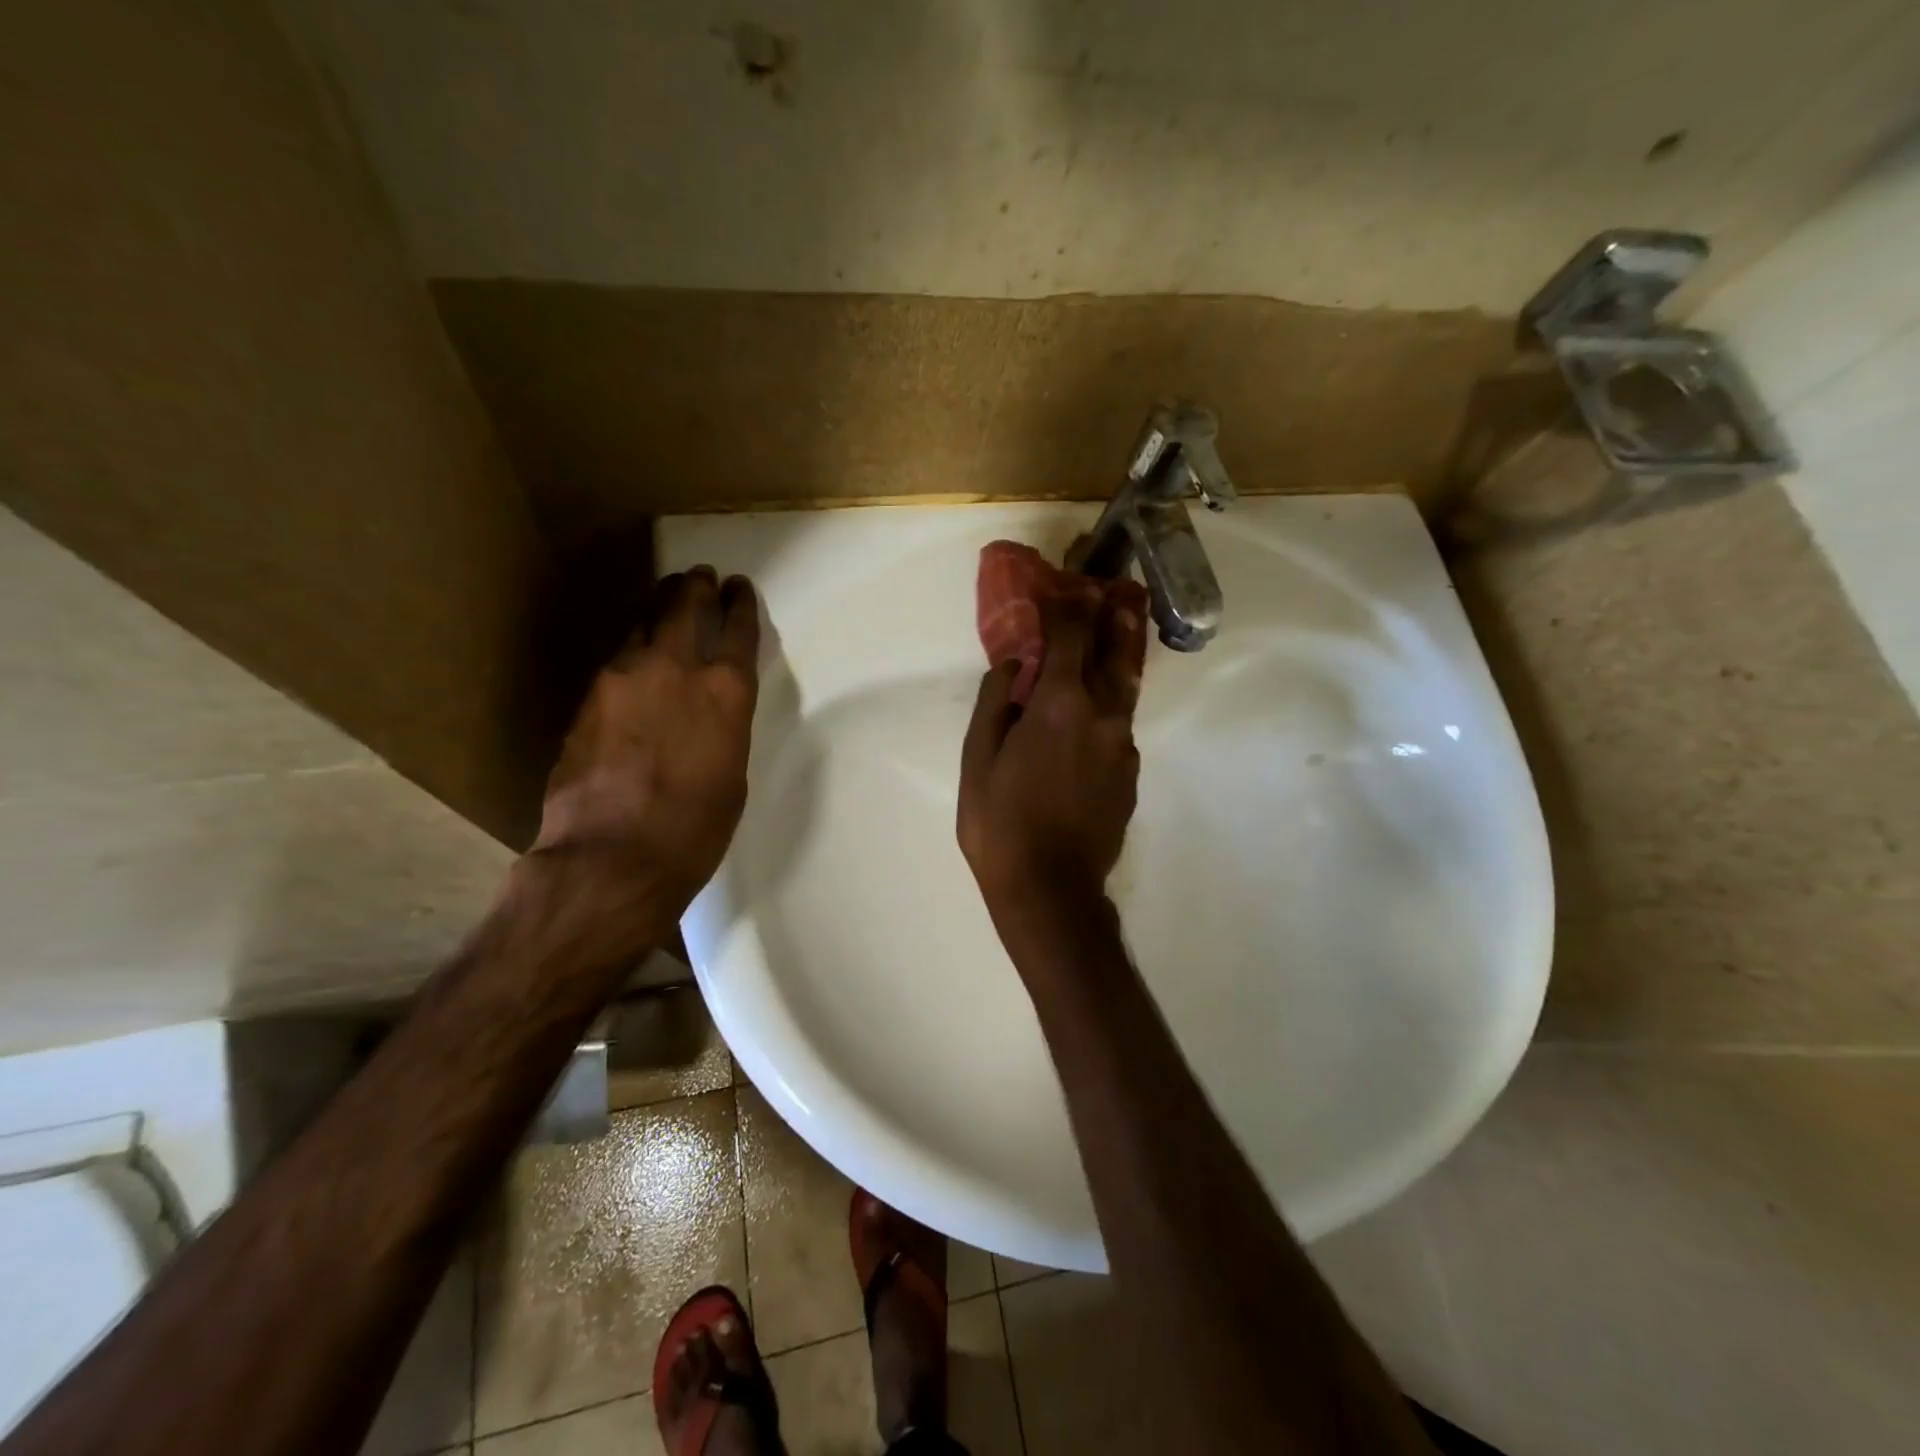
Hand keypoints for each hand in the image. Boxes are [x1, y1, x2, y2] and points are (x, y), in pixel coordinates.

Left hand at [534, 566, 759, 908]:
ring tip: (666, 598)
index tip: (739, 589)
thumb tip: (707, 715)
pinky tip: (634, 656)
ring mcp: (623, 678)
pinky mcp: (587, 698)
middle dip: (696, 588)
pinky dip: (632, 647)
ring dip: (659, 607)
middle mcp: (675, 669)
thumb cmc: (694, 829)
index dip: (741, 604)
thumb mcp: (731, 775)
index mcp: (726, 692)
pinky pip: (616, 658)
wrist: (611, 857)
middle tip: (700, 576)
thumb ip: (722, 729)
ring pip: (642, 623)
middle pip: (684, 607)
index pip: (737, 630)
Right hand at [958, 584, 1147, 918]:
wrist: (1050, 888)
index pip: (1070, 635)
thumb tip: (1015, 664)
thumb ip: (996, 702)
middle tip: (1118, 589)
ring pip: (1124, 689)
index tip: (1062, 584)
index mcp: (1062, 704)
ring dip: (1120, 655)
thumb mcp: (977, 759)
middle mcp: (1103, 715)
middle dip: (1113, 616)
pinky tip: (1093, 716)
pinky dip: (1108, 707)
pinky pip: (1118, 727)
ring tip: (1122, 628)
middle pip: (1115, 652)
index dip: (1066, 605)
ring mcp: (1122, 746)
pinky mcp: (1129, 774)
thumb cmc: (1000, 822)